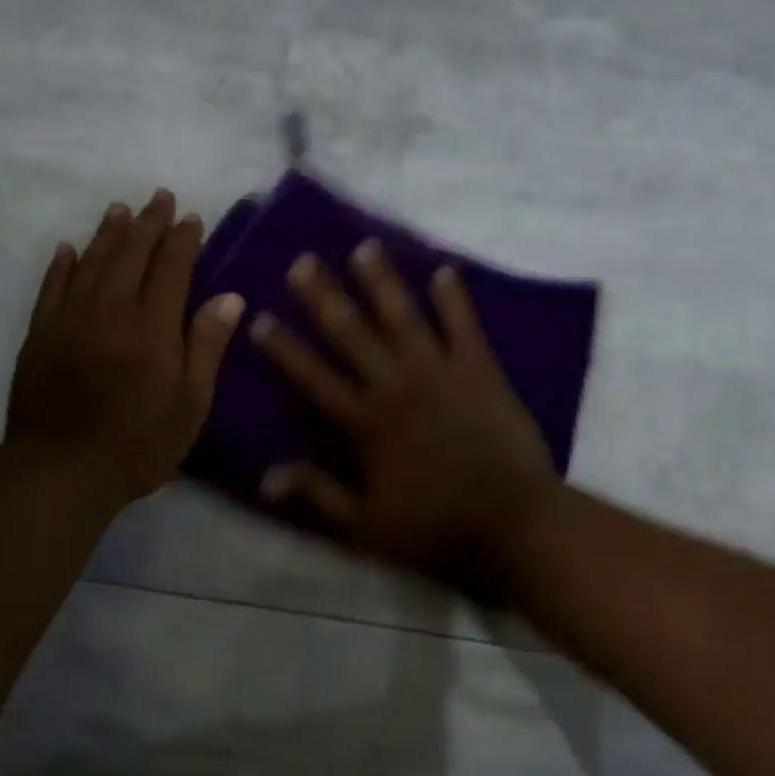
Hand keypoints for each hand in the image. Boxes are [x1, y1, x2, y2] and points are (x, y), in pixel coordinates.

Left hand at [7, 189, 243, 505]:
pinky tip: (68, 248)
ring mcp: (70, 319)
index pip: (172, 267)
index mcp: (153, 326)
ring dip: (108, 233)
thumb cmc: (140, 443)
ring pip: (91, 262)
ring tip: (120, 209)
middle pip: (131, 254)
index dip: (183, 239)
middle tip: (159, 198)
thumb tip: (230, 297)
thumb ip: (207, 346)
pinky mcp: (39, 334)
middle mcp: (111, 310)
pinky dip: (62, 264)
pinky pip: (51, 287)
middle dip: (148, 223)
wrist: (63, 470)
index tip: (192, 218)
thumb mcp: (191, 403)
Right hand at [251, 240, 557, 592]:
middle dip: (324, 297)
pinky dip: (453, 298)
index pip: (314, 377)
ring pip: (403, 317)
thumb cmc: (435, 527)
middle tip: (302, 261)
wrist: (514, 522)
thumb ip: (317, 495)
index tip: (261, 317)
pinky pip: (464, 326)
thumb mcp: (365, 526)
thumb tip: (265, 476)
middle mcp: (397, 386)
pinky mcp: (481, 371)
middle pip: (352, 334)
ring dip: (382, 282)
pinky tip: (444, 270)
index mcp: (366, 422)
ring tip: (364, 247)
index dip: (285, 348)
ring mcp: (441, 373)